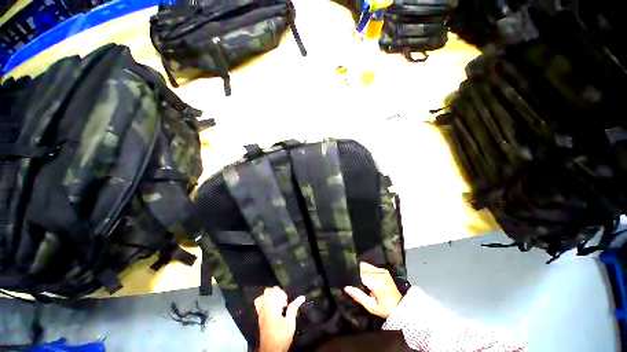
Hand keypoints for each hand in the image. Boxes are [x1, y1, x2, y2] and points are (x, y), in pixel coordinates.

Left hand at [254, 286, 305, 351]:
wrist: (271, 350)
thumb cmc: (282, 337)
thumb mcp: (290, 323)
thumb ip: (294, 308)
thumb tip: (301, 297)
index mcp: (272, 307)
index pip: (276, 291)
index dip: (283, 294)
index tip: (287, 302)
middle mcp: (264, 307)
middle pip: (268, 291)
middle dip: (277, 293)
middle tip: (283, 301)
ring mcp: (260, 312)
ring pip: (262, 295)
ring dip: (270, 295)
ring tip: (276, 302)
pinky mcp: (259, 317)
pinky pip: (259, 303)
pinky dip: (264, 301)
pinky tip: (271, 307)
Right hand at [344, 262, 401, 318]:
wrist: (401, 307)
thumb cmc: (385, 309)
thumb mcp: (371, 307)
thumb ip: (358, 296)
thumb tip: (346, 287)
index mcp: (376, 281)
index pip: (359, 272)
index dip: (353, 275)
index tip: (350, 280)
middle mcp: (379, 272)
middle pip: (362, 266)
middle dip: (358, 272)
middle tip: (357, 282)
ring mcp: (382, 270)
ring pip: (365, 265)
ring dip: (362, 271)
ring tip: (362, 281)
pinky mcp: (383, 270)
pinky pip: (371, 267)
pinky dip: (367, 271)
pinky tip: (368, 279)